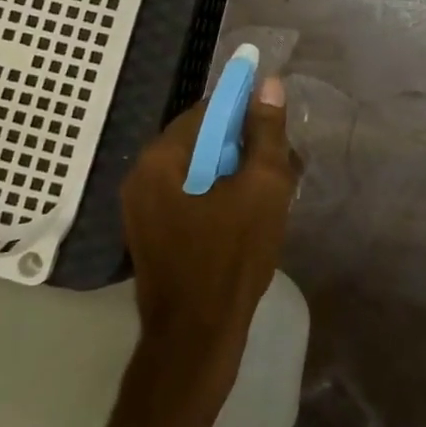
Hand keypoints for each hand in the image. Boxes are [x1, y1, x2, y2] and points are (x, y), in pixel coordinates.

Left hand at [120, 76, 295, 395]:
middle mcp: (142, 177)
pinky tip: (251, 215)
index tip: (277, 126)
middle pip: (203, 140)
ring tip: (274, 192)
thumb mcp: (262, 188)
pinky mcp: (153, 235)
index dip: (246, 111)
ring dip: (237, 173)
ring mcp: (143, 209)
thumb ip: (266, 133)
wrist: (196, 342)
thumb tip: (269, 84)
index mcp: (160, 159)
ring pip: (200, 170)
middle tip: (283, 164)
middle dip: (245, 146)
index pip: (208, 111)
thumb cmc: (230, 259)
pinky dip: (221, 196)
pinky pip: (191, 197)